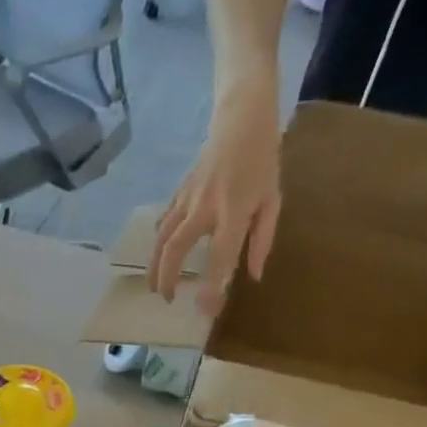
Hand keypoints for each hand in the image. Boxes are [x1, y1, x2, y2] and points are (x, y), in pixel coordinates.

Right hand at [149, 77, 283, 313]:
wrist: (241, 115)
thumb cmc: (263, 159)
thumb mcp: (272, 200)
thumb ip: (262, 240)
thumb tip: (252, 276)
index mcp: (233, 212)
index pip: (220, 257)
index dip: (212, 287)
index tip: (205, 310)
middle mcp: (205, 208)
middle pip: (175, 249)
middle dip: (166, 278)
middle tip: (167, 300)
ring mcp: (187, 199)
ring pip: (162, 238)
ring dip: (154, 265)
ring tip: (153, 286)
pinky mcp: (179, 193)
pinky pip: (164, 222)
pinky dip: (159, 241)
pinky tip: (157, 254)